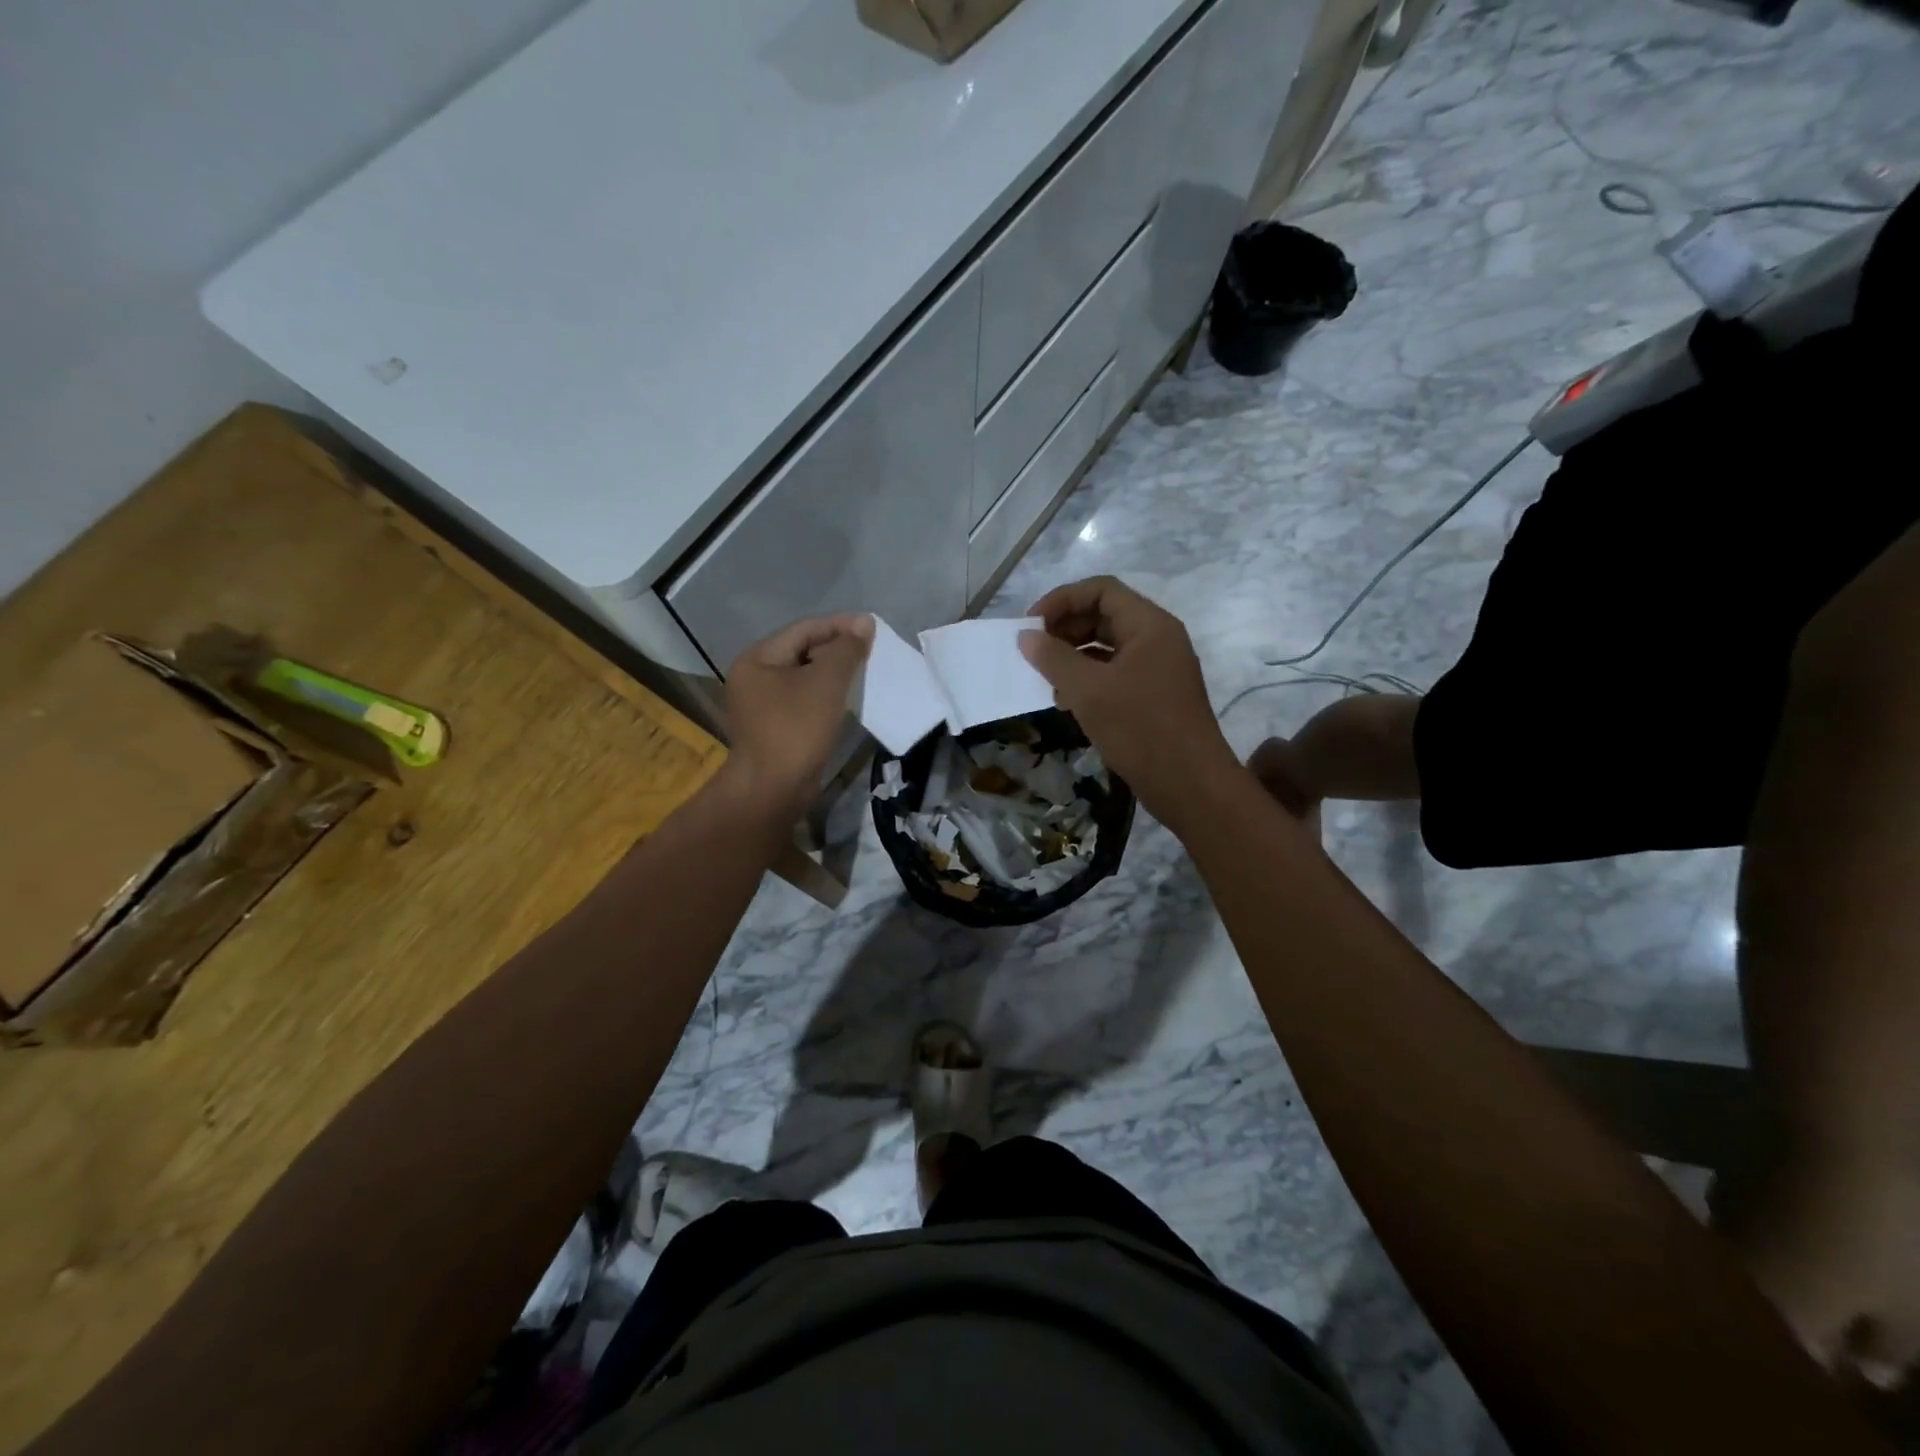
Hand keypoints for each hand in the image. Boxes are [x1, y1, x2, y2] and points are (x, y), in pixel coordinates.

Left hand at [724, 613, 873, 815]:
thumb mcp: (826, 682)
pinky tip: (847, 699)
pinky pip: (803, 700)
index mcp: (757, 659)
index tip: (871, 627)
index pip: (803, 630)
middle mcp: (754, 677)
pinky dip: (825, 695)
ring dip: (833, 673)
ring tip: (864, 671)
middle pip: (802, 651)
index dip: (839, 626)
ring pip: (804, 677)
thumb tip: (864, 623)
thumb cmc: (796, 728)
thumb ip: (846, 649)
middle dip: (837, 649)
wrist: (773, 789)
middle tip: (871, 650)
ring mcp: (762, 705)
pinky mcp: (774, 728)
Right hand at [1018, 577, 1242, 828]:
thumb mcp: (1089, 691)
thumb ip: (1054, 659)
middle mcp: (1157, 639)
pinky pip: (1115, 673)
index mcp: (1149, 625)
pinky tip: (1066, 701)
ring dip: (1073, 656)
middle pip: (1104, 615)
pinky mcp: (1154, 696)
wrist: (1190, 785)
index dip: (1062, 600)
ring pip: (1107, 646)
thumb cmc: (1141, 729)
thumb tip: (1026, 637)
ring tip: (1045, 679)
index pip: (1101, 590)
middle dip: (1065, 628)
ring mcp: (1158, 668)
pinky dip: (1088, 679)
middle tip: (1034, 653)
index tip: (1031, 626)